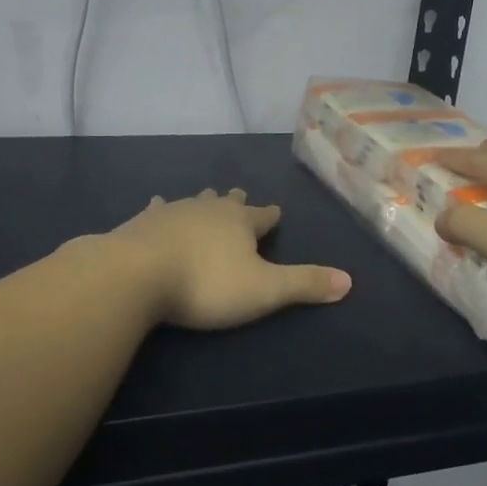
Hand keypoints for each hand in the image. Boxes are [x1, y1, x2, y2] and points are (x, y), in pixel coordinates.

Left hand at [102, 189, 351, 330]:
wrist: (136, 274)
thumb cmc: (206, 283)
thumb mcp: (264, 290)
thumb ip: (304, 284)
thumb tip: (350, 280)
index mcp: (240, 223)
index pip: (263, 216)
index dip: (271, 216)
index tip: (276, 210)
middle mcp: (208, 209)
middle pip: (227, 203)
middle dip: (236, 202)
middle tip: (240, 195)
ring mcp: (173, 212)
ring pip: (194, 201)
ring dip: (203, 201)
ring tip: (206, 196)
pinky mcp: (142, 222)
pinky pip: (157, 210)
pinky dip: (161, 209)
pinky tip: (156, 204)